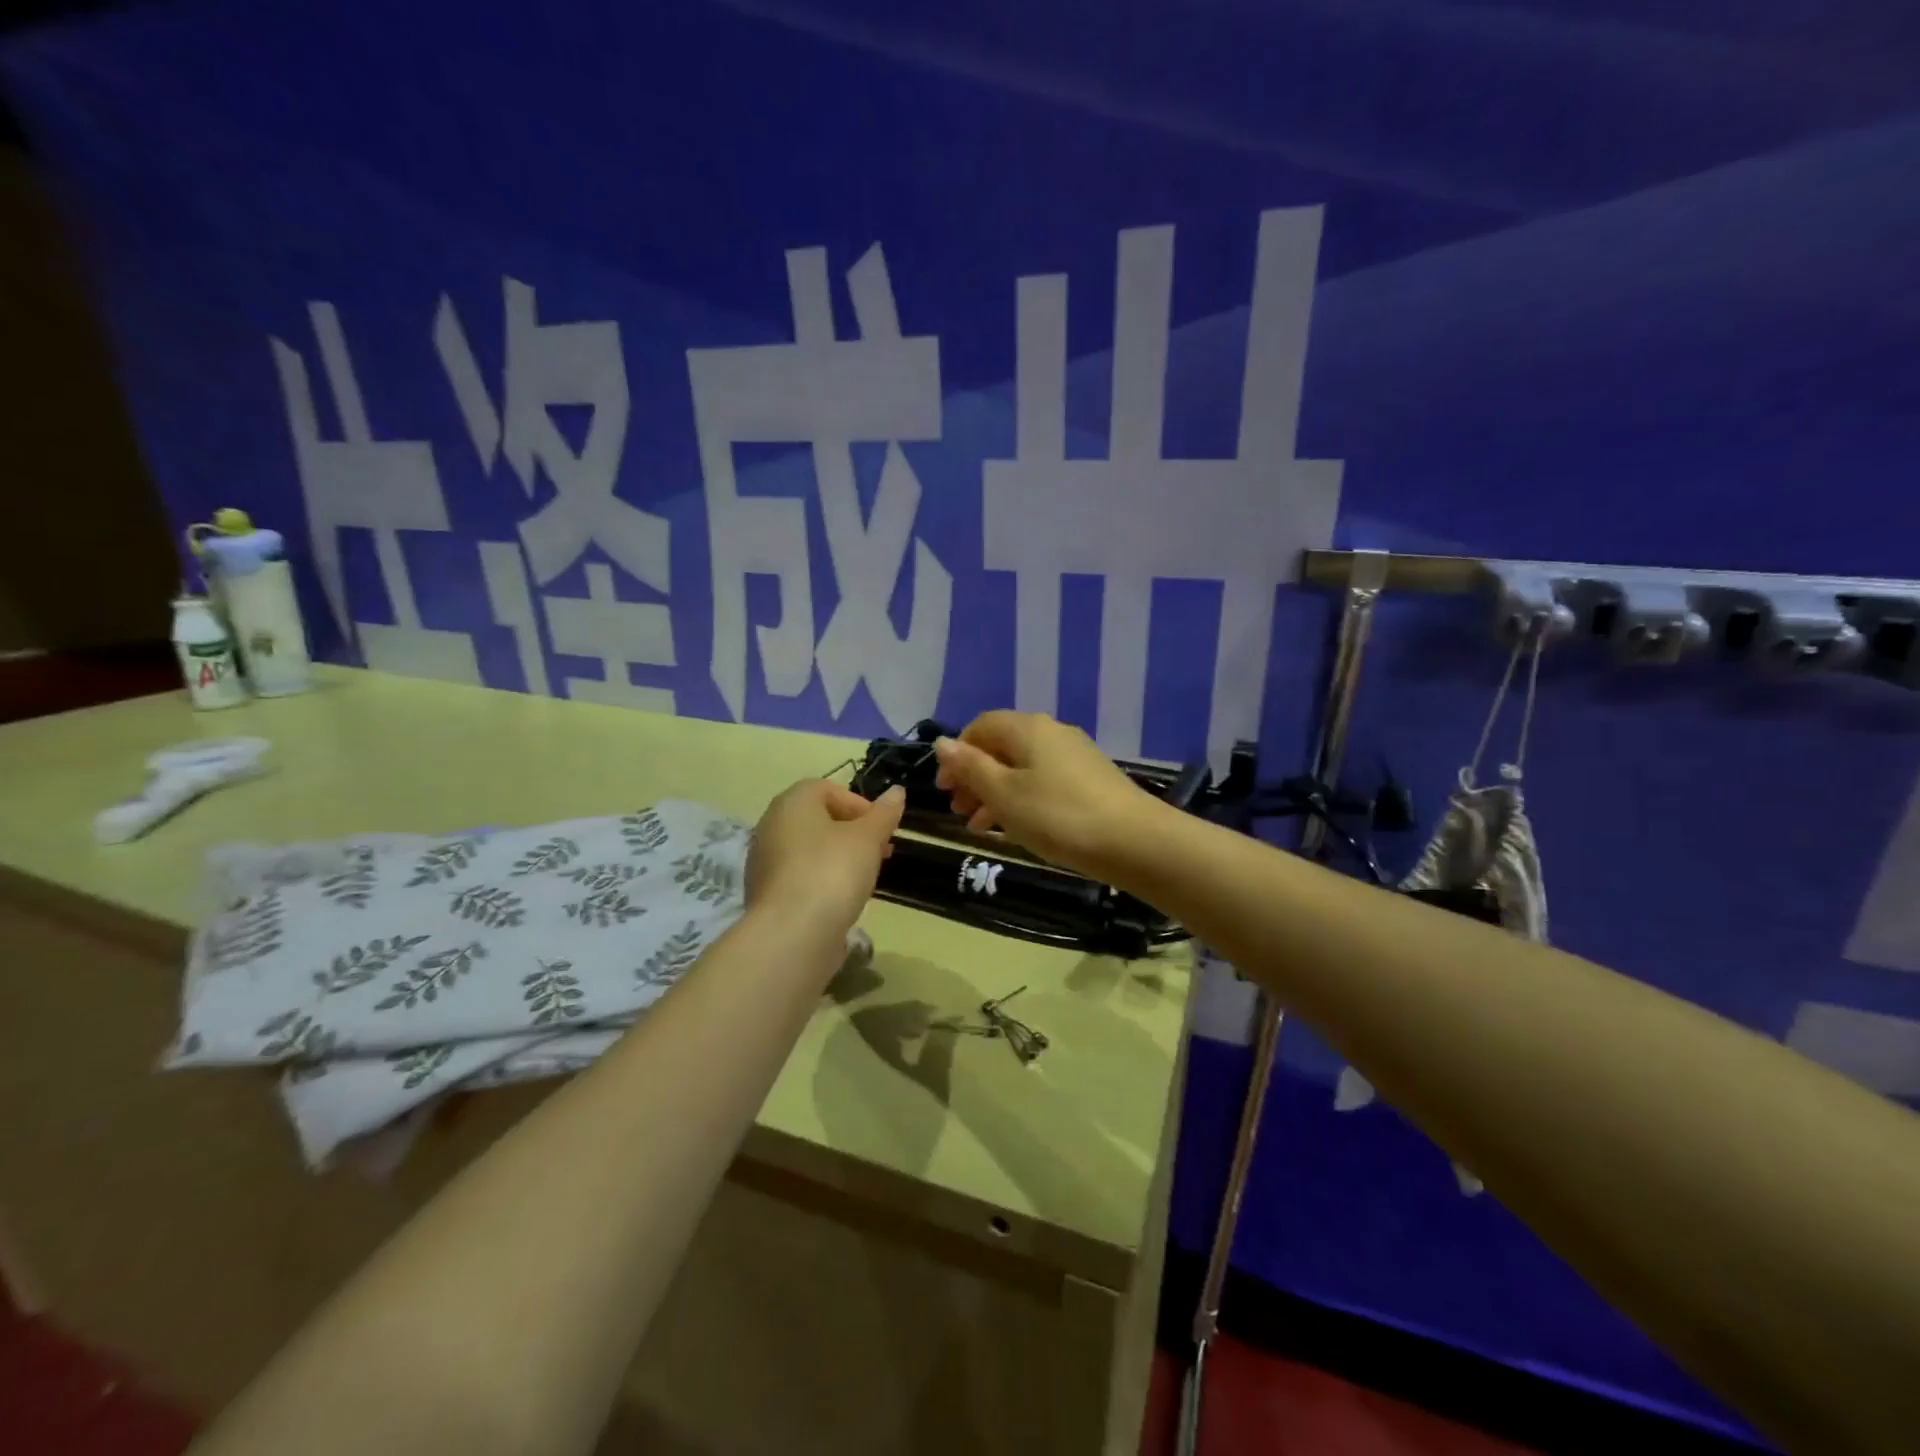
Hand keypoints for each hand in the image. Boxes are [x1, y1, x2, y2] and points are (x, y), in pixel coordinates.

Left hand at [745, 779, 905, 939]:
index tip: (881, 828)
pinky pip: (800, 877)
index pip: (826, 789)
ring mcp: (764, 862)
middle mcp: (771, 826)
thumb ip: (883, 814)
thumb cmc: (832, 871)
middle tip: (879, 852)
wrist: (792, 934)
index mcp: (791, 803)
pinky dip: (822, 881)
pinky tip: (841, 900)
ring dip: (838, 857)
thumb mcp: (867, 838)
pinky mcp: (766, 894)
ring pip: (809, 850)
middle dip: (852, 832)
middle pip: (817, 819)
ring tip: (864, 878)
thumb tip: (897, 791)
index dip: (858, 804)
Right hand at [932, 711, 1163, 880]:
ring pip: (1022, 768)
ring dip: (995, 793)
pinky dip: (1022, 800)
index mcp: (1027, 728)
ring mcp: (1074, 756)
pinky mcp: (1090, 780)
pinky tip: (1015, 829)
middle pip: (1001, 747)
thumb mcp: (1004, 794)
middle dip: (974, 777)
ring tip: (979, 827)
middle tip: (958, 811)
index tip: (943, 789)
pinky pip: (1043, 782)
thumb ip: (970, 767)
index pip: (980, 726)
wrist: (1134, 841)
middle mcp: (1051, 732)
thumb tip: (942, 742)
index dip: (956, 754)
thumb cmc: (1058, 816)